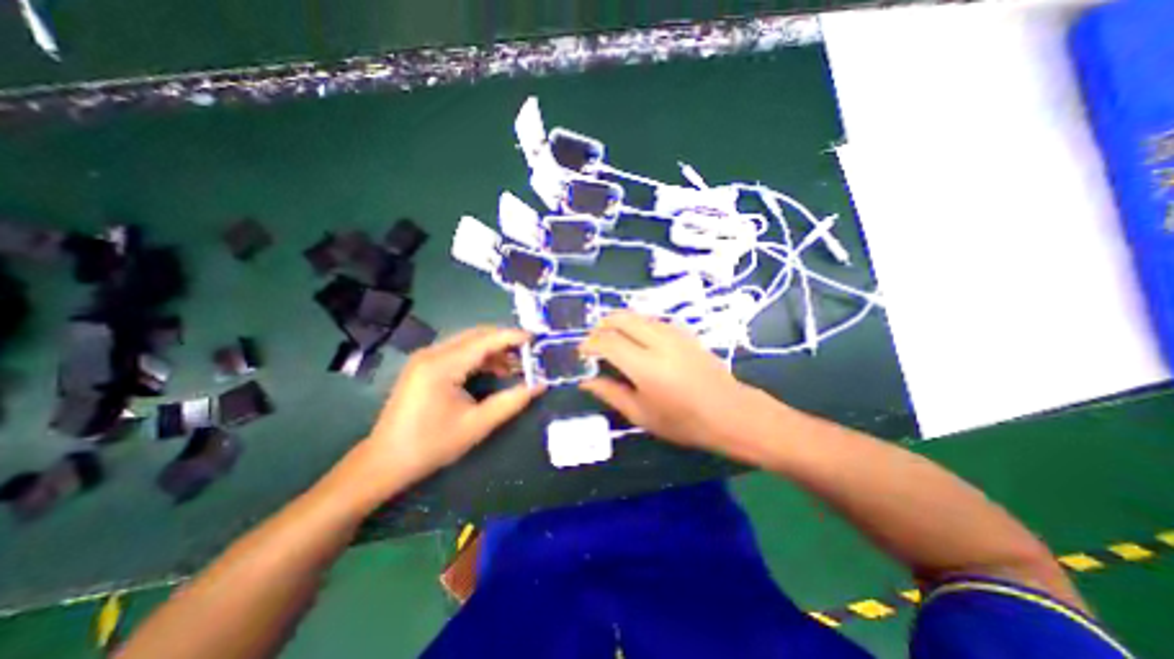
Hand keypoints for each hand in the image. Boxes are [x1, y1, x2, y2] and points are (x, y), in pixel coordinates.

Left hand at [362, 326, 539, 481]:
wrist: (385, 462)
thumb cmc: (431, 445)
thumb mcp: (477, 425)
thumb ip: (511, 402)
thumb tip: (539, 385)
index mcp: (442, 366)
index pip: (485, 340)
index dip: (512, 337)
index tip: (536, 339)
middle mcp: (432, 353)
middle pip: (476, 335)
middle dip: (504, 341)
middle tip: (528, 353)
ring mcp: (425, 358)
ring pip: (468, 342)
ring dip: (493, 350)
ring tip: (515, 366)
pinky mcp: (424, 365)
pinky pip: (458, 352)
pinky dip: (479, 357)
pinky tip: (494, 370)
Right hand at [581, 315, 766, 462]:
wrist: (730, 412)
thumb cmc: (683, 421)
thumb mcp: (641, 415)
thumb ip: (611, 393)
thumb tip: (586, 381)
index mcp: (645, 366)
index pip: (607, 342)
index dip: (589, 344)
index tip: (582, 353)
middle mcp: (658, 342)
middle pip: (621, 318)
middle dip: (601, 325)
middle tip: (594, 342)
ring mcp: (674, 333)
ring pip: (637, 315)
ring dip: (619, 322)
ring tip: (612, 340)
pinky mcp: (684, 332)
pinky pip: (653, 319)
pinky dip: (637, 324)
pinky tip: (637, 340)